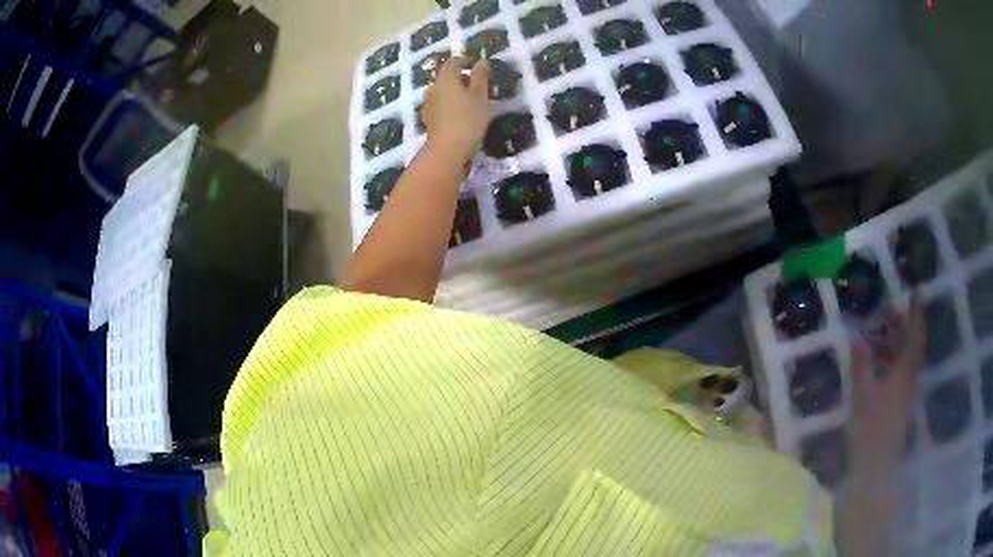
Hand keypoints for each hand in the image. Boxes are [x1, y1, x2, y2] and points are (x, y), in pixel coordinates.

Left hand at [421, 58, 490, 162]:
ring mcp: (428, 104)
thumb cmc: (468, 118)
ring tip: (471, 101)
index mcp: (446, 79)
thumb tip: (481, 61)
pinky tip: (460, 114)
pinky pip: (440, 105)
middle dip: (461, 78)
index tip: (478, 65)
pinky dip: (450, 105)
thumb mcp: (480, 95)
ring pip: (443, 92)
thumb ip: (480, 76)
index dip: (465, 61)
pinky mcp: (429, 119)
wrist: (447, 149)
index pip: (453, 63)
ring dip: (455, 92)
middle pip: (446, 77)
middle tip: (478, 85)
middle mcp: (433, 88)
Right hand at [849, 299, 924, 477]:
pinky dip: (893, 361)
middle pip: (912, 346)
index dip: (915, 315)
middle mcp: (910, 378)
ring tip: (881, 334)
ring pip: (906, 360)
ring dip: (897, 344)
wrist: (876, 467)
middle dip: (904, 326)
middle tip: (890, 310)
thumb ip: (862, 364)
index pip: (915, 336)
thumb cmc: (870, 428)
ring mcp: (906, 393)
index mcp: (905, 372)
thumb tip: (859, 336)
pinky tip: (879, 363)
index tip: (912, 295)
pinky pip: (900, 373)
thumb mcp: (862, 394)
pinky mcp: (900, 405)